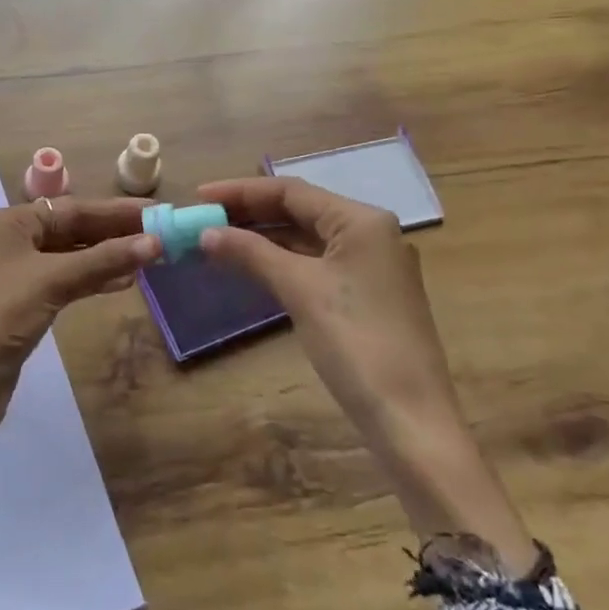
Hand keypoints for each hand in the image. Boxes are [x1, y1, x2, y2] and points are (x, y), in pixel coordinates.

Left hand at [0, 197, 160, 480]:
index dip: (117, 211)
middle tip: (162, 235)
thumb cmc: (0, 317)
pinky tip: (123, 283)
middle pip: (73, 229)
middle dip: (116, 233)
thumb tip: (155, 242)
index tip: (158, 212)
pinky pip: (67, 281)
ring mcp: (18, 274)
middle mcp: (13, 241)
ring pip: (72, 256)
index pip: (74, 208)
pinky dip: (94, 279)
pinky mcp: (25, 305)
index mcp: (11, 222)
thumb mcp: (53, 281)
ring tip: (151, 258)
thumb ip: (104, 260)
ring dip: (109, 257)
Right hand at [196, 176, 458, 436]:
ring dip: (261, 237)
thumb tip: (205, 232)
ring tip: (216, 239)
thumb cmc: (355, 341)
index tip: (198, 196)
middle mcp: (369, 233)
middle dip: (249, 213)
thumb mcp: (299, 289)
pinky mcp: (365, 295)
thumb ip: (251, 252)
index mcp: (361, 220)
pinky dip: (280, 261)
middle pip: (299, 210)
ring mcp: (369, 266)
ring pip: (305, 238)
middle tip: (202, 218)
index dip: (240, 191)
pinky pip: (314, 263)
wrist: (410, 418)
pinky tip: (249, 266)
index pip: (291, 191)